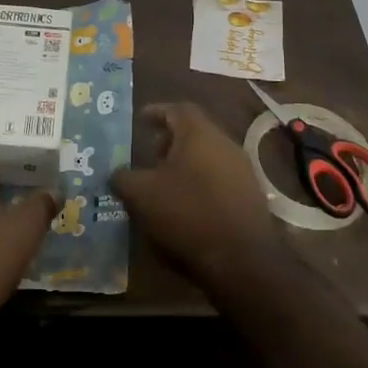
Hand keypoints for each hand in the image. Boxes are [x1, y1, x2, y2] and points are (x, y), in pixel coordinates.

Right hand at [110, 102, 288, 300]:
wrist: (242, 258)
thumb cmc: (187, 213)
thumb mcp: (141, 194)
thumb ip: (123, 178)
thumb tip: (117, 173)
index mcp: (199, 133)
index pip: (177, 109)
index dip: (157, 111)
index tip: (140, 119)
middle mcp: (225, 143)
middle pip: (195, 132)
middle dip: (170, 140)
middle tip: (150, 155)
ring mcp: (242, 170)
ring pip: (208, 156)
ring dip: (185, 164)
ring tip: (164, 183)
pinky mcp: (251, 196)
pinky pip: (219, 179)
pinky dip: (200, 183)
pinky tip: (187, 206)